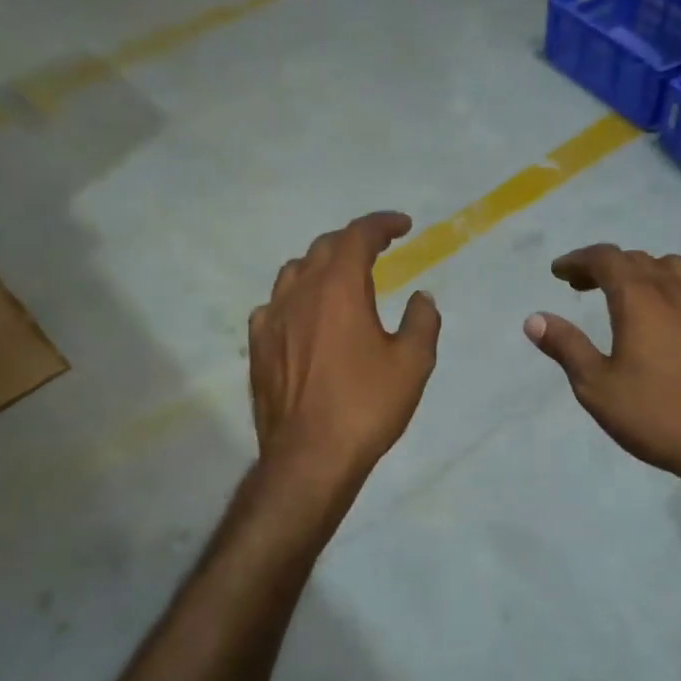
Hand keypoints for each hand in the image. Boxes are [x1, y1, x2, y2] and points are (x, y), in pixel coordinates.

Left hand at [249, 212, 439, 477]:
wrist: (309, 456)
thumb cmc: (366, 406)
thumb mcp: (412, 364)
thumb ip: (422, 321)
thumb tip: (421, 297)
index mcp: (338, 288)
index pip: (358, 235)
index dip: (381, 224)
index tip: (403, 226)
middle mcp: (300, 292)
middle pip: (323, 247)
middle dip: (353, 241)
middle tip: (378, 251)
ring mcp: (272, 318)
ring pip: (294, 272)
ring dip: (320, 265)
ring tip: (340, 279)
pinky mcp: (258, 346)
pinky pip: (274, 305)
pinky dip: (295, 298)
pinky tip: (305, 317)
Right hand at [524, 244, 680, 492]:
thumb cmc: (656, 415)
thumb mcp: (596, 386)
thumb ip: (566, 346)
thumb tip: (535, 319)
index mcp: (640, 299)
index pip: (606, 259)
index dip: (578, 260)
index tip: (559, 272)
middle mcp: (676, 291)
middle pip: (637, 259)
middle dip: (605, 265)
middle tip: (581, 284)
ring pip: (671, 269)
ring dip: (641, 272)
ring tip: (625, 294)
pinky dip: (668, 290)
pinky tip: (664, 321)